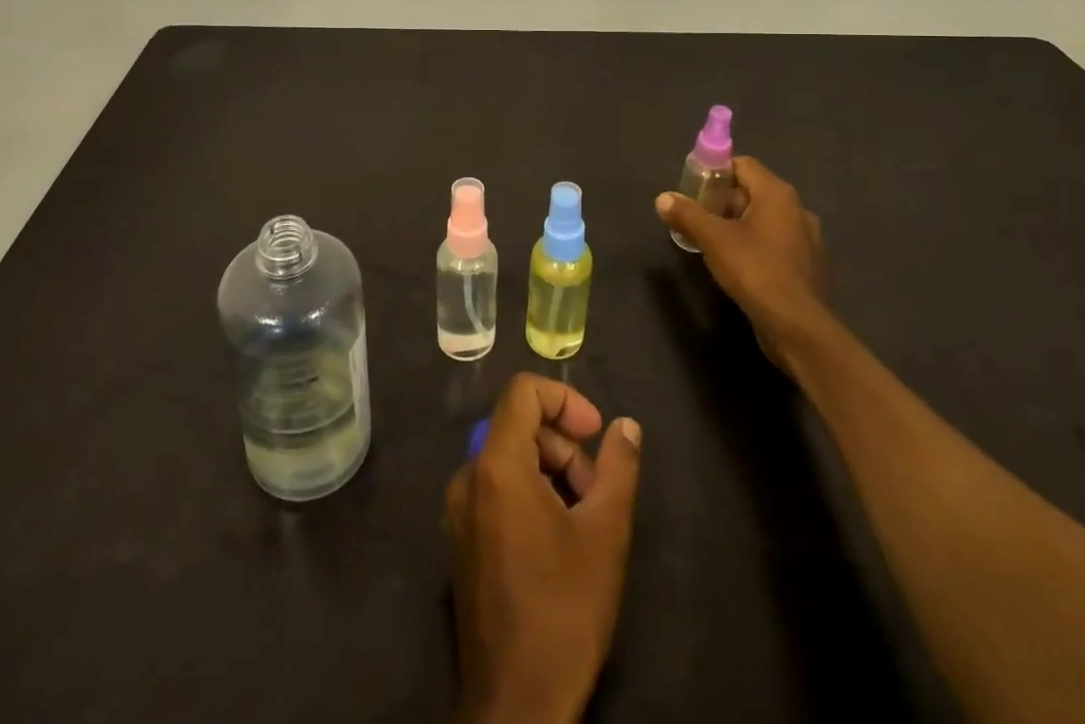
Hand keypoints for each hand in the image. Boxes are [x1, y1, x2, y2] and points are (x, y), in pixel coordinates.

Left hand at [445, 374, 642, 723]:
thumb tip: (625, 426)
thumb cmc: (563, 610)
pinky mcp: (460, 542)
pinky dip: (529, 495)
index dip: (564, 399)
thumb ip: (618, 467)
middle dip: (564, 447)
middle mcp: (467, 478)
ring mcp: (458, 512)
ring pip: (509, 461)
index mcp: (496, 465)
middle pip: (519, 428)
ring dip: (551, 473)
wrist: (517, 706)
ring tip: (583, 521)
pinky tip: (557, 541)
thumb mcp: (605, 533)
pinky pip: (496, 491)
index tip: (595, 434)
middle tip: (597, 492)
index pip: (523, 392)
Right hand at [655, 156, 826, 364]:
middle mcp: (798, 209)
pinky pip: (776, 244)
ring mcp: (807, 239)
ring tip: (714, 243)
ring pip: (765, 220)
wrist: (798, 327)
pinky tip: (740, 266)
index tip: (694, 189)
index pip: (743, 164)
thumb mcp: (713, 239)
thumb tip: (663, 198)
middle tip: (699, 218)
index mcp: (777, 194)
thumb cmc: (755, 270)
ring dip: (740, 225)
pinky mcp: (808, 266)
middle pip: (753, 191)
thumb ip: (687, 214)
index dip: (716, 172)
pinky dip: (757, 246)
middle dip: (724, 201)